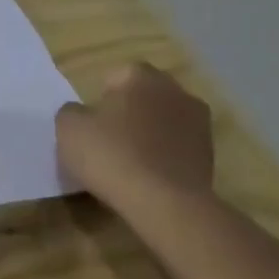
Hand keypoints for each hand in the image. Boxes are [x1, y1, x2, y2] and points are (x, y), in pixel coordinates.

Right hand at [56, 62, 213, 212]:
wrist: (164, 202)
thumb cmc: (111, 156)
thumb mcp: (68, 129)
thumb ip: (72, 112)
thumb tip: (82, 113)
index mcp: (141, 76)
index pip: (114, 77)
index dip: (99, 101)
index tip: (91, 126)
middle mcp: (175, 89)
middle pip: (143, 97)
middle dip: (127, 113)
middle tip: (107, 142)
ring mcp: (198, 121)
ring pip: (163, 121)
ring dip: (149, 134)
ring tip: (129, 163)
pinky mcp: (209, 152)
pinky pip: (177, 146)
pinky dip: (164, 155)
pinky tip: (149, 177)